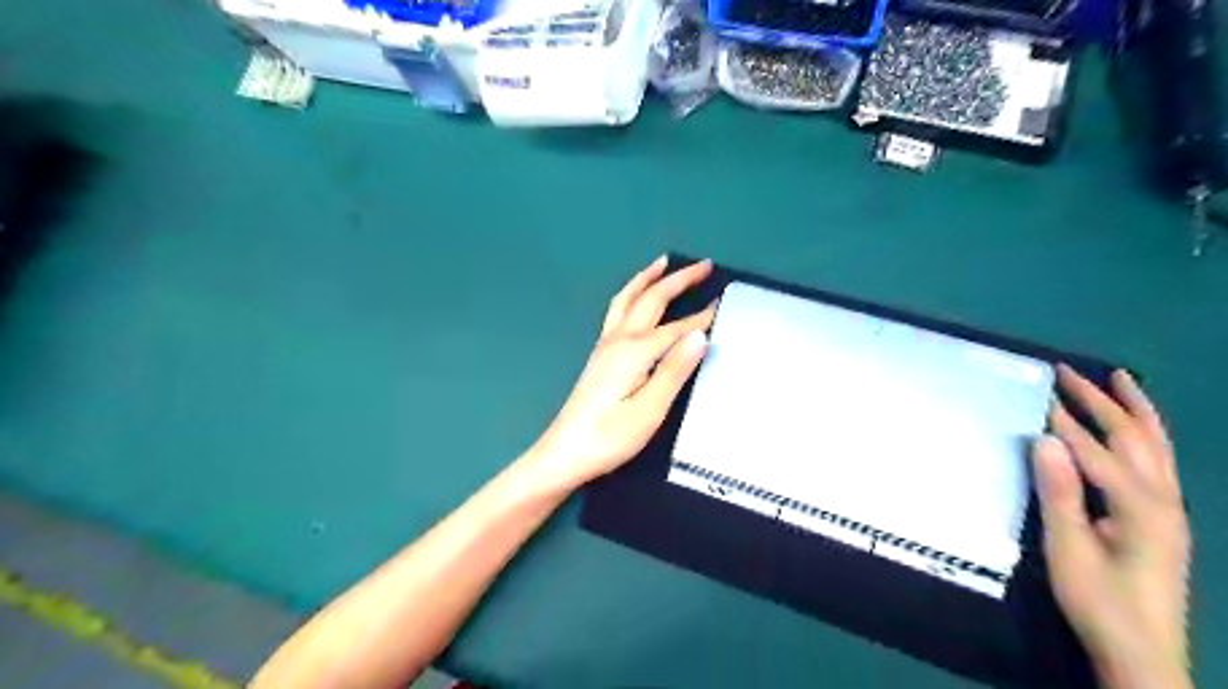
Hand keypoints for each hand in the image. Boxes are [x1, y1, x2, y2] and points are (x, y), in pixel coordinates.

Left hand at [522, 256, 715, 492]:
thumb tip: (700, 335)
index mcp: (635, 351)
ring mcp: (605, 345)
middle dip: (678, 280)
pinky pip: (617, 311)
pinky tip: (635, 298)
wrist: (565, 452)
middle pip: (651, 300)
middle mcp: (618, 340)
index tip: (726, 301)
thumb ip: (674, 370)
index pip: (677, 327)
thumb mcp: (650, 410)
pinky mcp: (599, 355)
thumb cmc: (610, 437)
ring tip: (663, 263)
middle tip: (703, 264)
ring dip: (647, 278)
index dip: (703, 315)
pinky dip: (631, 294)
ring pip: (627, 299)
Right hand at [1028, 365, 1196, 687]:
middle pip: (1135, 438)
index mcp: (1139, 506)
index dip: (1064, 422)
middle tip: (1068, 372)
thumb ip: (1060, 493)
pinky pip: (1160, 463)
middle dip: (1101, 401)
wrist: (1142, 652)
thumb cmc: (1098, 600)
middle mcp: (1163, 500)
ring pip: (1157, 447)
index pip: (1095, 451)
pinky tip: (1135, 430)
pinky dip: (1147, 435)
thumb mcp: (1068, 548)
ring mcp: (1169, 510)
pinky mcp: (1165, 521)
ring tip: (1120, 380)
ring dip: (1135, 410)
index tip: (1036, 393)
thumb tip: (1045, 440)